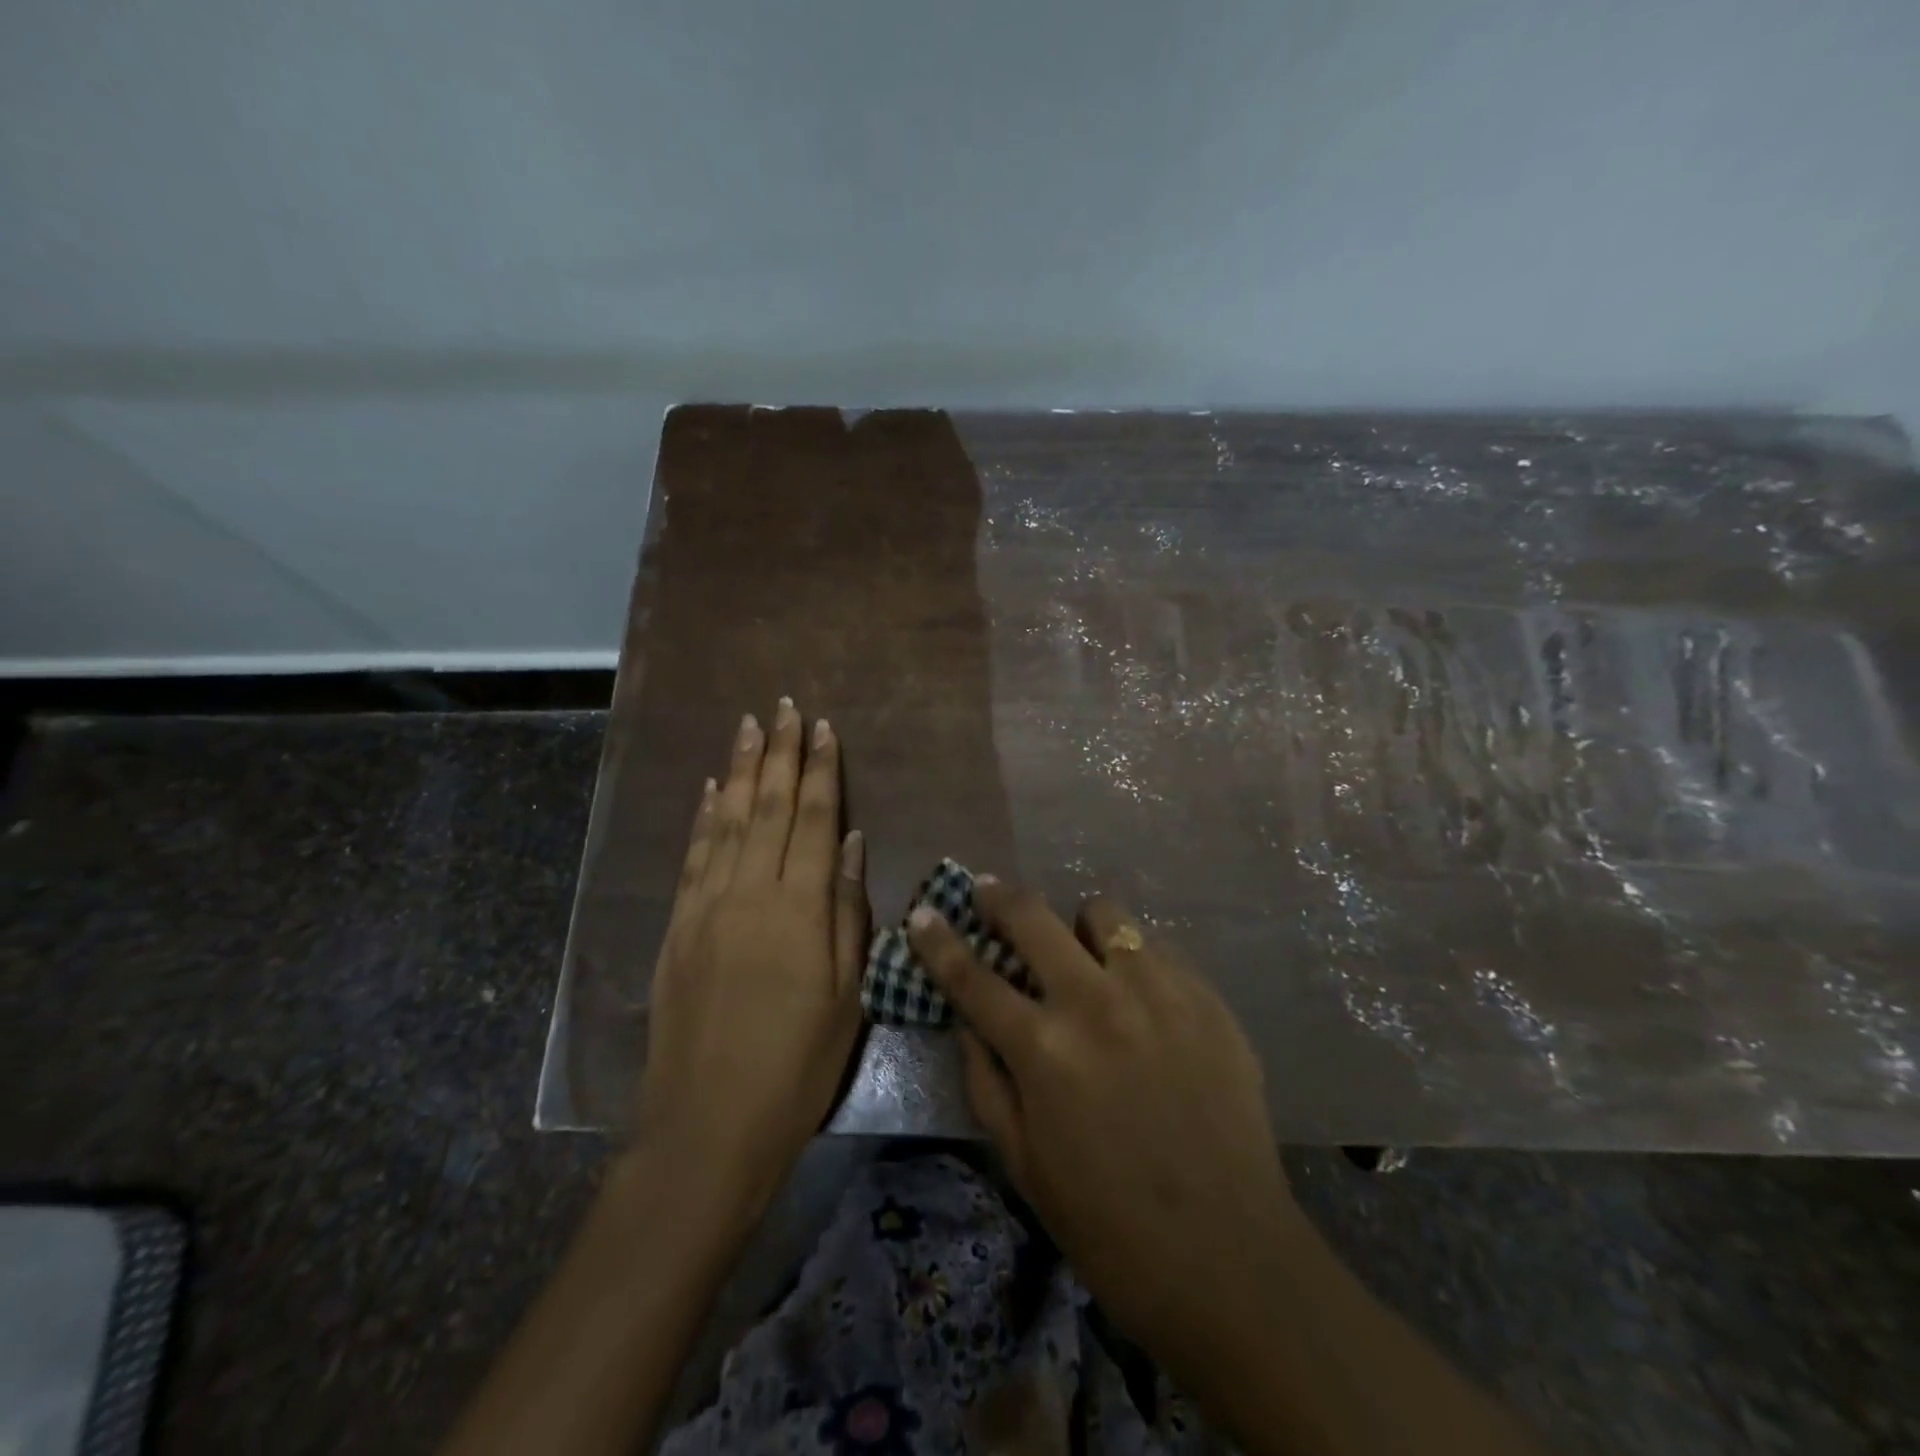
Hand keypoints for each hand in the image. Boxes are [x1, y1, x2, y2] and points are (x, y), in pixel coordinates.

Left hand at [635, 700, 867, 1233]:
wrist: (708, 1126)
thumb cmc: (796, 1066)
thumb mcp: (846, 995)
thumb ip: (847, 910)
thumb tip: (852, 842)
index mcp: (798, 908)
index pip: (813, 818)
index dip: (820, 769)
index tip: (822, 728)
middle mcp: (750, 892)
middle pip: (768, 806)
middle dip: (779, 752)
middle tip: (783, 706)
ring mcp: (707, 906)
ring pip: (729, 820)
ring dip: (741, 769)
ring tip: (747, 725)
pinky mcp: (678, 927)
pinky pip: (693, 856)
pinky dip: (704, 816)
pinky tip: (712, 788)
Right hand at [908, 884, 1297, 1383]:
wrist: (1230, 1259)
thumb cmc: (1109, 1224)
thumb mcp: (1022, 1162)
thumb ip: (986, 1079)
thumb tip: (969, 1018)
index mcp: (1044, 1049)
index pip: (972, 975)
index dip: (938, 940)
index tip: (923, 912)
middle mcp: (1096, 1002)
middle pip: (1033, 916)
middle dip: (999, 897)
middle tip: (988, 892)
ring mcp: (1158, 992)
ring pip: (1104, 914)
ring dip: (1077, 926)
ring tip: (1081, 952)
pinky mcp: (1206, 998)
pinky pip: (1157, 948)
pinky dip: (1133, 959)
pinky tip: (1138, 994)